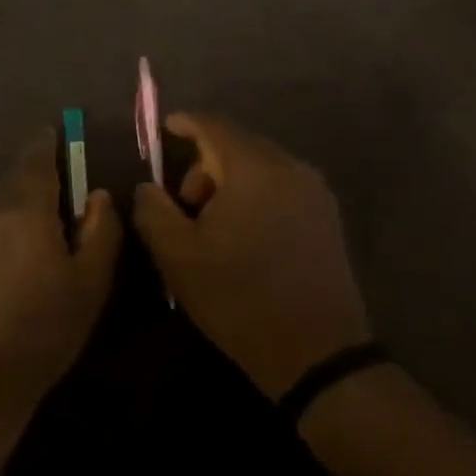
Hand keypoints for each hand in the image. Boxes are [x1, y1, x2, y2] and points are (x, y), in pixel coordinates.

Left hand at [0, 130, 122, 431]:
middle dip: (27, 196)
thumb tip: (96, 195)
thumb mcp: (90, 285)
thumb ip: (101, 229)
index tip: (54, 143)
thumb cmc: (40, 333)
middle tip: (42, 229)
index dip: (48, 146)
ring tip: (8, 262)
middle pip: (9, 184)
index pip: (37, 156)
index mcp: (23, 207)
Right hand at [132, 113, 370, 398]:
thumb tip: (148, 187)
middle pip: (238, 144)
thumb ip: (152, 210)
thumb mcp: (178, 256)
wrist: (316, 352)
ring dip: (229, 182)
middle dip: (204, 164)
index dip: (186, 122)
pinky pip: (281, 186)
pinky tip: (244, 234)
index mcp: (255, 169)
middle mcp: (291, 169)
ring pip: (260, 166)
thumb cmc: (239, 298)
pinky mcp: (327, 218)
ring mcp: (315, 193)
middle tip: (184, 205)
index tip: (165, 128)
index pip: (215, 126)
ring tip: (213, 226)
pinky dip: (254, 195)